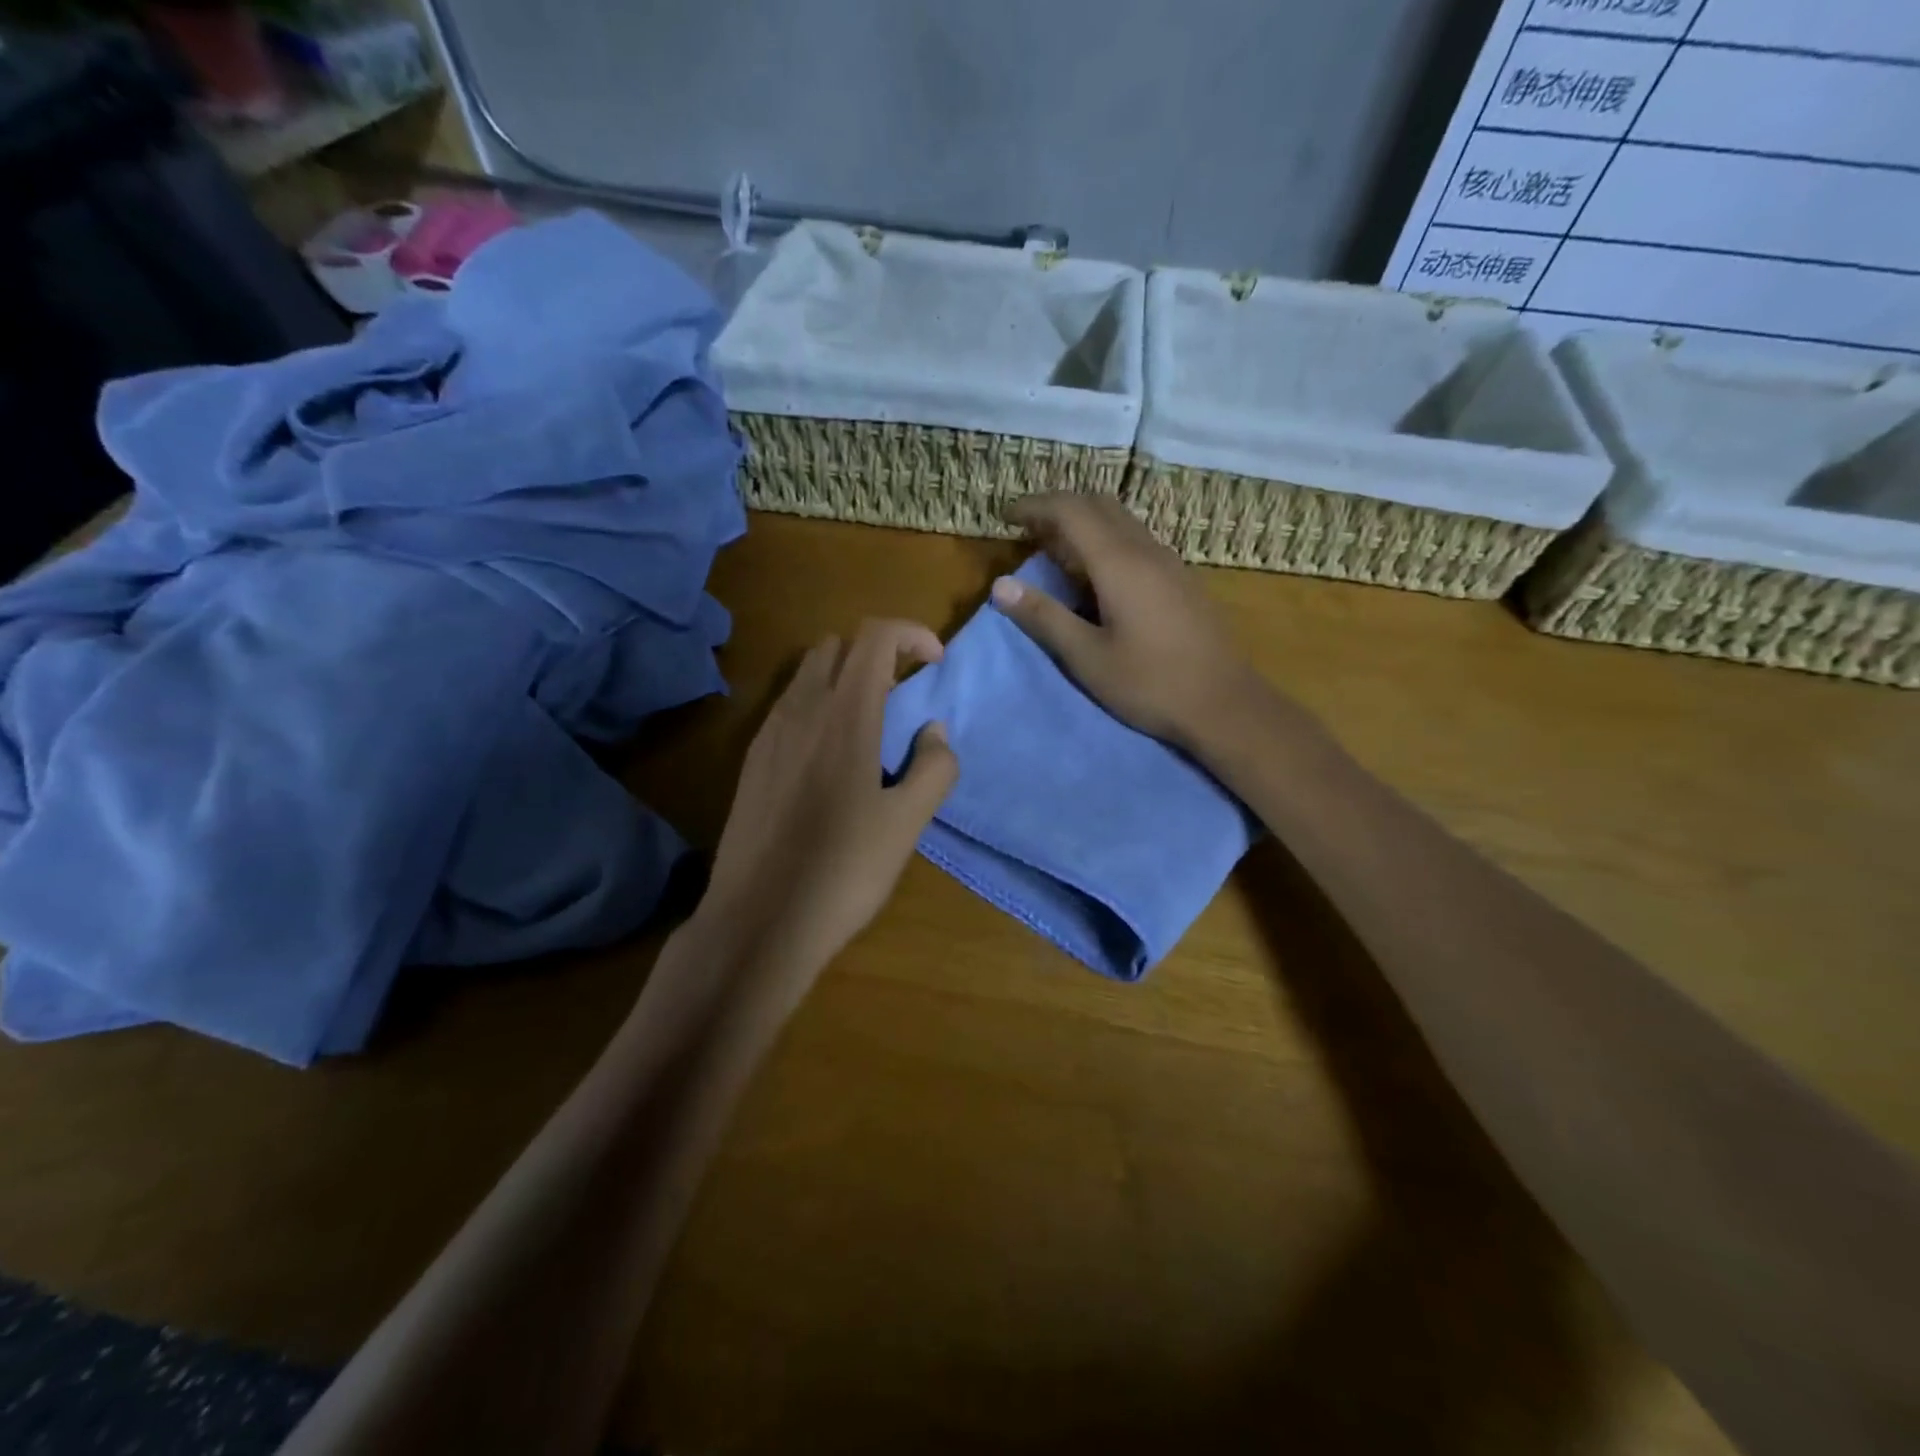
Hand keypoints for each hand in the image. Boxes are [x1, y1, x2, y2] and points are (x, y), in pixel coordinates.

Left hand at [698, 619, 958, 985]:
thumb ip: (933, 768)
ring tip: (871, 726)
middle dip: (877, 653)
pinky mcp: (751, 760)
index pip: (875, 637)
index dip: (911, 634)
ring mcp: (768, 733)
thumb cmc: (842, 870)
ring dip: (845, 679)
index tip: (935, 662)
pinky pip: (788, 706)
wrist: (758, 920)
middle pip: (837, 645)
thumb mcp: (906, 824)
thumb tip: (934, 732)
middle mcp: (801, 709)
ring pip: (808, 674)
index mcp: (844, 715)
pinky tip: (831, 758)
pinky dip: (818, 706)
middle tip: (905, 693)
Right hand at [991, 493, 1275, 754]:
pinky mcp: (1183, 581)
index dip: (1035, 506)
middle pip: (1100, 505)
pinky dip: (1108, 542)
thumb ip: (1044, 617)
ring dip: (1086, 524)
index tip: (1007, 517)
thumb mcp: (1087, 657)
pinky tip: (1099, 579)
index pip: (1071, 510)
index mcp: (1119, 563)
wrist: (1225, 705)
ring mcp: (1171, 563)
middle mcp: (1147, 551)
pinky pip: (1138, 542)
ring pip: (1122, 522)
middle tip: (1029, 531)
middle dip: (1060, 508)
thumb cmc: (1151, 684)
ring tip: (1057, 553)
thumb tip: (1000, 586)